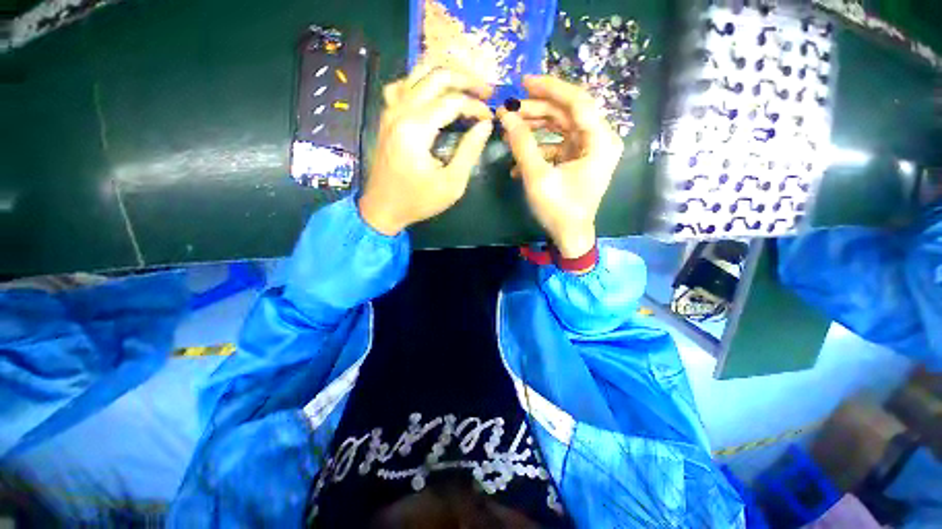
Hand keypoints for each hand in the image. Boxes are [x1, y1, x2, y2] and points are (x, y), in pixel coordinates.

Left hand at [359, 68, 494, 235]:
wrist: (383, 208)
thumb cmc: (418, 201)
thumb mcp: (451, 184)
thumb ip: (469, 151)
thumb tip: (485, 124)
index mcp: (416, 128)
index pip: (453, 101)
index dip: (476, 106)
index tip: (490, 119)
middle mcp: (400, 110)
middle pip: (437, 75)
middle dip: (466, 79)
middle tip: (486, 92)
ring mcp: (390, 110)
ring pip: (418, 72)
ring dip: (445, 74)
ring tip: (465, 86)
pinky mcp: (387, 116)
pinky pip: (403, 84)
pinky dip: (421, 81)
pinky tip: (432, 93)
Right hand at [497, 76, 622, 256]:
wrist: (570, 236)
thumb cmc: (558, 210)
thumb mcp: (537, 177)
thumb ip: (522, 144)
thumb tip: (506, 116)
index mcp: (599, 141)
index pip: (577, 101)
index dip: (550, 88)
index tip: (523, 82)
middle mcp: (599, 140)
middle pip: (567, 113)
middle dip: (537, 110)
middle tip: (510, 111)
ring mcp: (589, 150)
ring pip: (561, 127)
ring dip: (535, 129)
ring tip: (510, 132)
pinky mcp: (578, 160)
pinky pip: (558, 145)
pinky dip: (539, 149)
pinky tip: (518, 163)